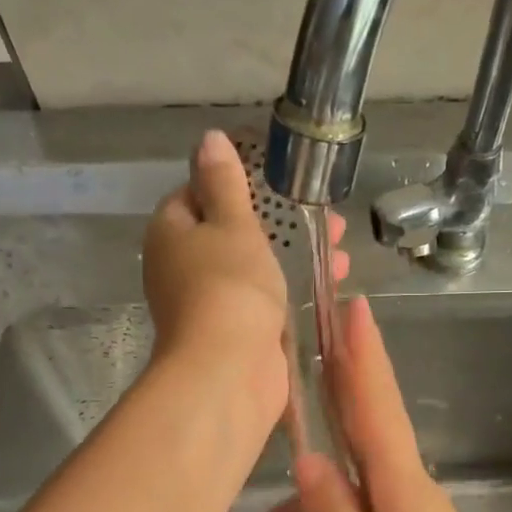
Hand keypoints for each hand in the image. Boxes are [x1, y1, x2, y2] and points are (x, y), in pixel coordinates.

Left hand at [142, 130, 343, 426]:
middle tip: (323, 213)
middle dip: (279, 221)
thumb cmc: (229, 287)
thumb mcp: (231, 224)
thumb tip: (209, 139)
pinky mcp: (237, 332)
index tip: (277, 180)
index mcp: (171, 233)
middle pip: (231, 232)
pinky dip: (294, 287)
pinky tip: (332, 280)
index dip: (235, 183)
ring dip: (295, 254)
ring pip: (254, 266)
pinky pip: (266, 298)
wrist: (229, 372)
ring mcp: (210, 303)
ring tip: (341, 246)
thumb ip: (224, 183)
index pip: (195, 193)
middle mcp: (182, 267)